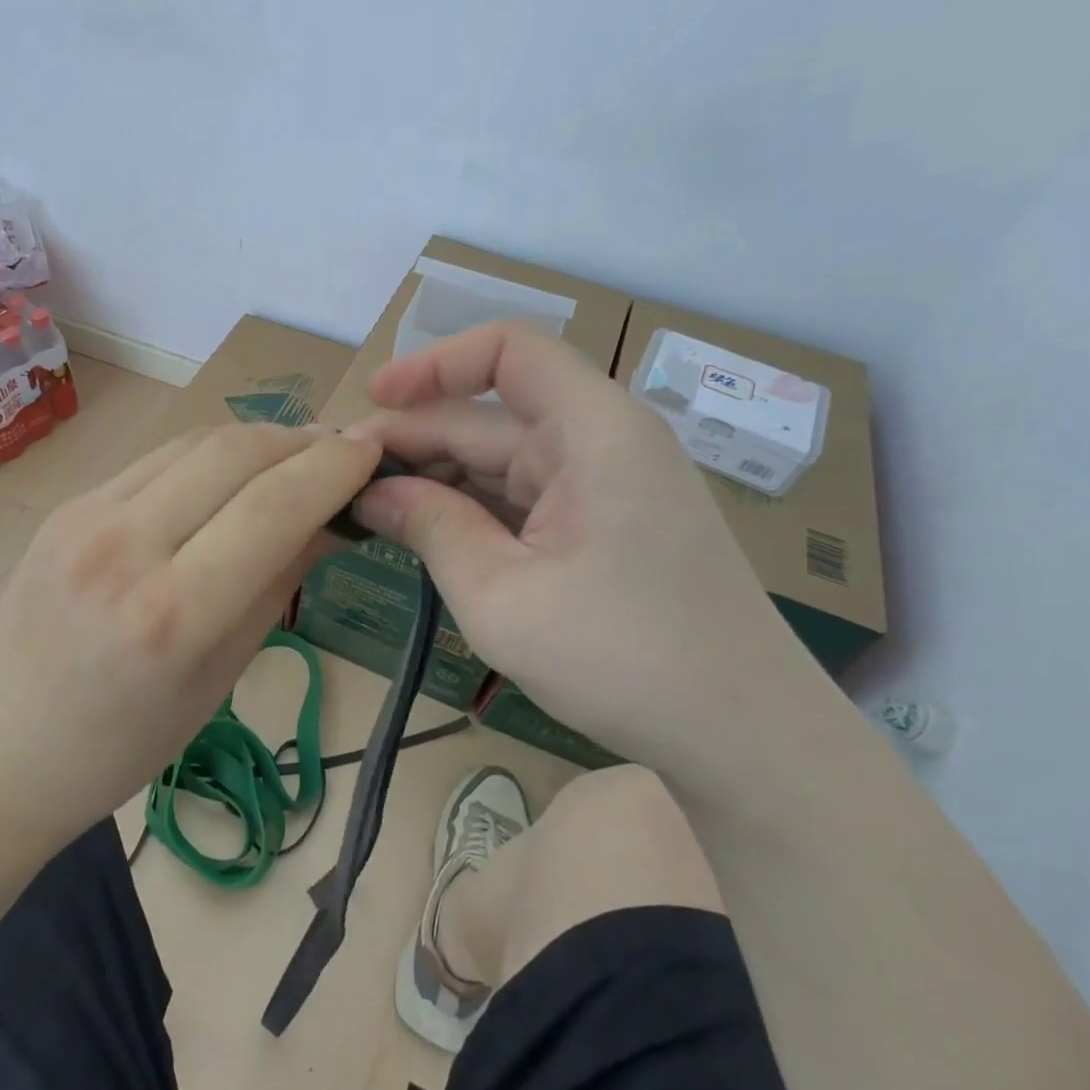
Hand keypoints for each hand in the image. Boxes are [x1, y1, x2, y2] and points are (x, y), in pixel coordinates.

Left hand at [0, 422, 381, 850]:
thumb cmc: (122, 745)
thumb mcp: (219, 677)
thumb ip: (278, 584)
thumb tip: (330, 518)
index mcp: (172, 616)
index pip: (275, 507)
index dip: (335, 469)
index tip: (373, 455)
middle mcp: (126, 548)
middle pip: (236, 453)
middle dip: (302, 441)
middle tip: (341, 452)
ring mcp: (87, 517)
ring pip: (196, 442)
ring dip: (258, 439)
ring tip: (296, 454)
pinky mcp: (68, 505)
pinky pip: (157, 460)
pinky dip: (209, 454)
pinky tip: (233, 470)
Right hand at [351, 322, 827, 787]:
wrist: (746, 737)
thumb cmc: (624, 660)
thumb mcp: (501, 596)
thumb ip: (430, 526)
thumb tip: (369, 488)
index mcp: (593, 431)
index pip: (508, 351)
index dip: (434, 363)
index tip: (374, 400)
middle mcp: (602, 440)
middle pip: (489, 416)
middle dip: (414, 440)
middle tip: (342, 480)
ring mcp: (605, 483)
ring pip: (500, 459)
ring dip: (436, 480)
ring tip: (369, 510)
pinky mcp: (603, 522)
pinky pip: (522, 496)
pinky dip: (471, 510)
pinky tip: (425, 535)